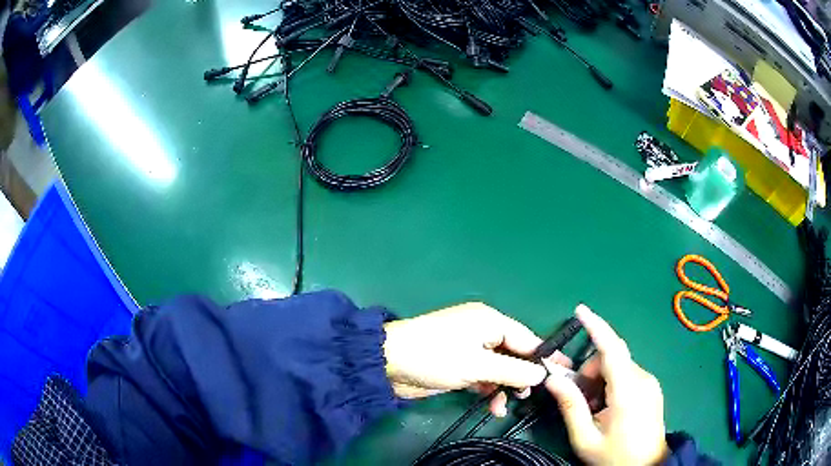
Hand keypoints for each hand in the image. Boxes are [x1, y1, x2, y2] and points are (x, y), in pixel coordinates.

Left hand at [383, 302, 548, 415]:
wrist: (387, 365)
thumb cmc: (435, 357)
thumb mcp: (477, 365)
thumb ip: (513, 371)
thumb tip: (543, 374)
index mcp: (490, 321)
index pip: (527, 339)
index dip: (545, 357)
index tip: (564, 373)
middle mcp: (483, 332)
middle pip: (515, 355)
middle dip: (523, 376)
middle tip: (529, 396)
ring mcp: (471, 350)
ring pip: (500, 369)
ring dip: (506, 387)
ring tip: (506, 404)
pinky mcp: (460, 366)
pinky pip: (485, 377)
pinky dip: (490, 390)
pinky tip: (493, 406)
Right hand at [544, 304, 668, 465]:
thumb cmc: (614, 456)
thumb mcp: (585, 438)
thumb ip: (570, 407)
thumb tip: (553, 379)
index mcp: (627, 391)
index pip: (611, 349)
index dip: (596, 327)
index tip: (580, 310)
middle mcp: (642, 379)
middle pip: (610, 359)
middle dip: (589, 374)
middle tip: (580, 402)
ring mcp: (650, 382)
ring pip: (618, 367)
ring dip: (600, 381)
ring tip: (594, 410)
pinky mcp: (652, 388)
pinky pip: (628, 375)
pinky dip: (612, 385)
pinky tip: (608, 408)